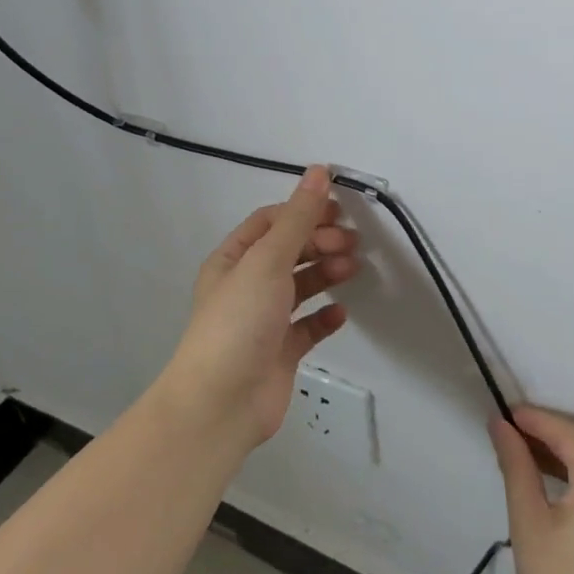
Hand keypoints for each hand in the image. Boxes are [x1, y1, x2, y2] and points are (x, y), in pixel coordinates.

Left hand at [164, 166, 358, 447]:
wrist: (221, 403)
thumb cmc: (239, 322)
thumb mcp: (268, 260)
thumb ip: (298, 217)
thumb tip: (318, 171)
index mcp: (233, 260)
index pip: (270, 222)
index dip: (303, 211)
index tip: (338, 211)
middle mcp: (246, 286)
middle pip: (289, 252)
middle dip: (320, 242)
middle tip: (351, 244)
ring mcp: (263, 321)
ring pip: (301, 287)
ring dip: (326, 274)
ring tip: (351, 269)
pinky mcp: (280, 352)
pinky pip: (308, 327)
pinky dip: (325, 318)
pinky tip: (340, 314)